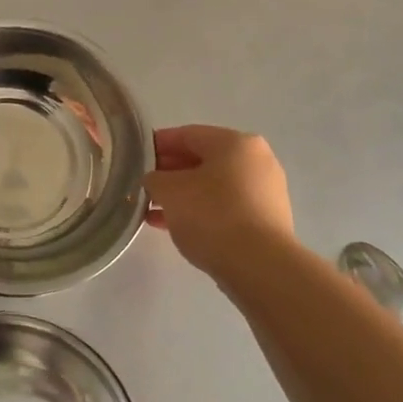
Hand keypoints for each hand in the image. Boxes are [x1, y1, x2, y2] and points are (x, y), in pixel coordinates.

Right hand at [144, 125, 294, 279]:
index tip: (136, 157)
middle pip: (203, 159)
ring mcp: (265, 191)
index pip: (188, 134)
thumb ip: (154, 179)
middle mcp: (256, 160)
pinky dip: (201, 211)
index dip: (157, 144)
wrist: (259, 266)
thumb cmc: (212, 215)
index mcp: (236, 143)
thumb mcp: (170, 191)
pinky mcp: (267, 220)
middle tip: (144, 186)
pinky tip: (174, 226)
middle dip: (170, 172)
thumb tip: (155, 180)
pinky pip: (226, 207)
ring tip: (153, 210)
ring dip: (183, 195)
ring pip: (213, 186)